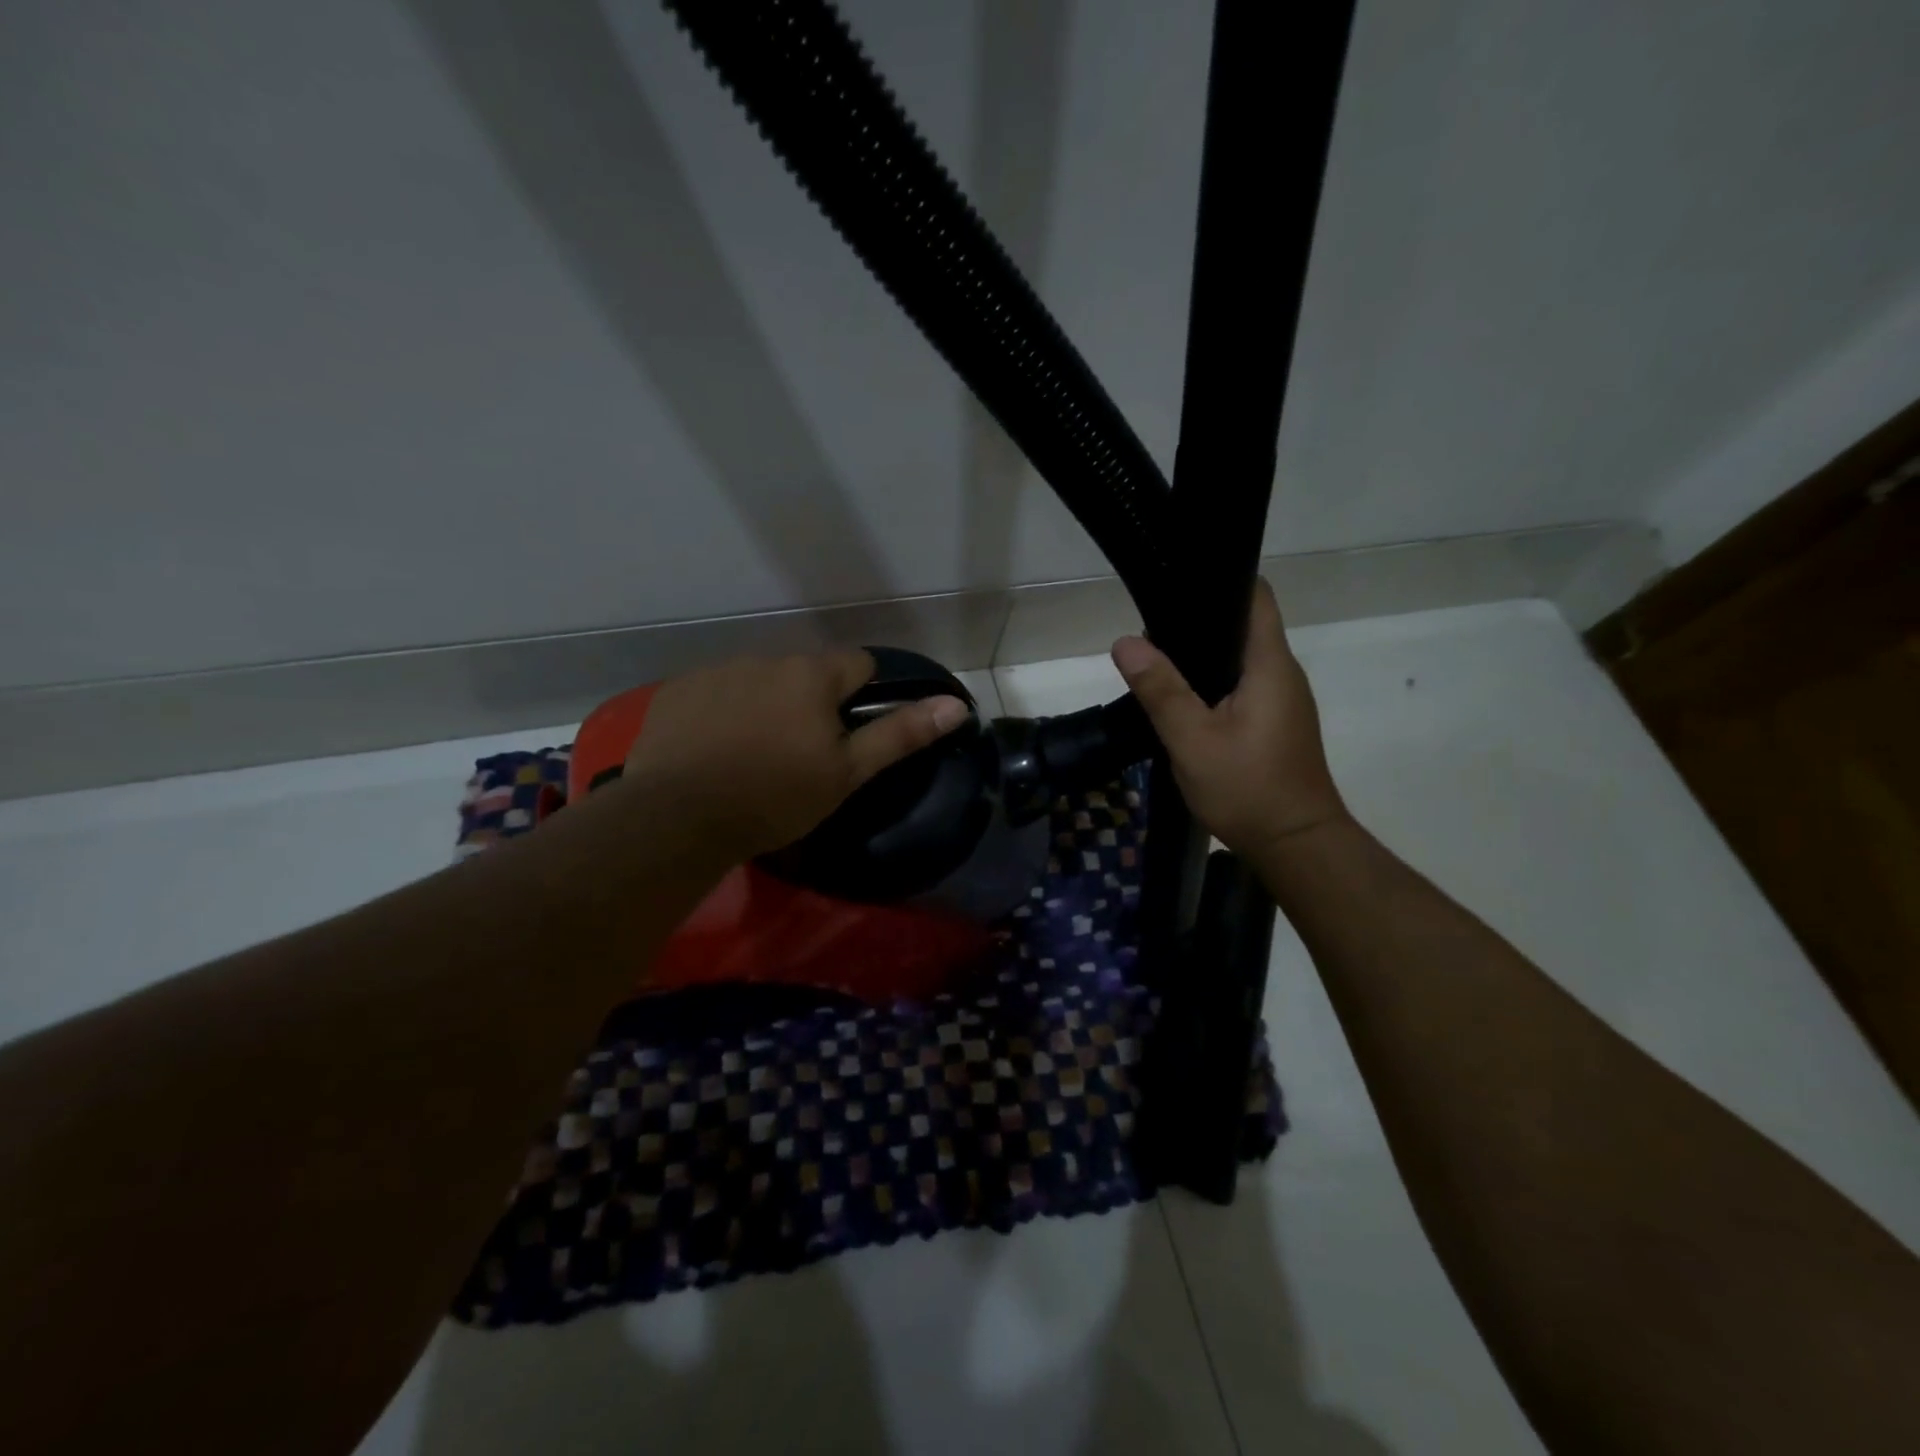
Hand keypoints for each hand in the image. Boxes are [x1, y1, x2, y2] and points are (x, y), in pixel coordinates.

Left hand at [621, 649, 971, 863]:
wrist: (679, 817)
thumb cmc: (776, 797)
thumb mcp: (847, 773)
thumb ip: (901, 734)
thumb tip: (956, 705)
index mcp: (812, 675)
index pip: (858, 664)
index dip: (862, 695)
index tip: (848, 733)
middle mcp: (766, 658)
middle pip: (804, 673)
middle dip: (809, 701)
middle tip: (799, 753)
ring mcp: (717, 670)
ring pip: (758, 681)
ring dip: (764, 704)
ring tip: (751, 754)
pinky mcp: (677, 690)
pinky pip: (714, 692)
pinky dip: (720, 711)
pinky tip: (711, 750)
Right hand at [1111, 579, 1349, 861]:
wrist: (1295, 846)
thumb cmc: (1248, 788)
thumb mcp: (1192, 740)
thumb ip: (1160, 690)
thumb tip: (1125, 642)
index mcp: (1270, 665)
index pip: (1256, 597)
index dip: (1223, 578)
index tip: (1180, 579)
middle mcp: (1282, 673)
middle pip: (1244, 625)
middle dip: (1200, 619)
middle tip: (1151, 623)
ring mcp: (1282, 699)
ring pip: (1240, 659)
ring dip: (1203, 655)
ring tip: (1157, 656)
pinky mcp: (1274, 722)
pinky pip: (1241, 685)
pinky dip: (1212, 682)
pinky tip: (1181, 697)